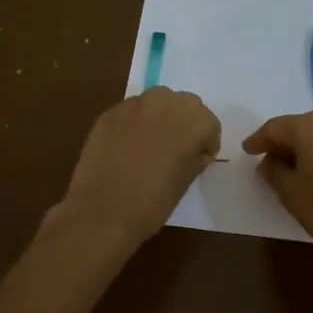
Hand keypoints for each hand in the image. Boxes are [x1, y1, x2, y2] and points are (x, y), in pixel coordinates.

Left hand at [53, 88, 220, 252]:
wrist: (103, 212)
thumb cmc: (154, 201)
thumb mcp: (187, 180)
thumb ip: (195, 156)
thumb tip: (193, 150)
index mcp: (193, 119)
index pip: (209, 124)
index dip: (205, 143)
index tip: (197, 160)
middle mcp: (166, 101)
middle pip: (184, 105)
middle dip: (183, 124)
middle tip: (175, 150)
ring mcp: (134, 104)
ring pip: (156, 104)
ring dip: (158, 119)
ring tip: (149, 147)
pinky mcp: (109, 113)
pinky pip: (130, 113)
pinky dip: (134, 125)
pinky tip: (125, 149)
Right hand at [243, 112, 312, 275]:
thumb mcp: (291, 194)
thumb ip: (274, 172)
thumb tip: (270, 162)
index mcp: (311, 127)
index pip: (276, 127)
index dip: (259, 140)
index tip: (247, 151)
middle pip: (303, 128)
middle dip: (285, 143)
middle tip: (271, 162)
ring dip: (310, 149)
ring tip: (300, 171)